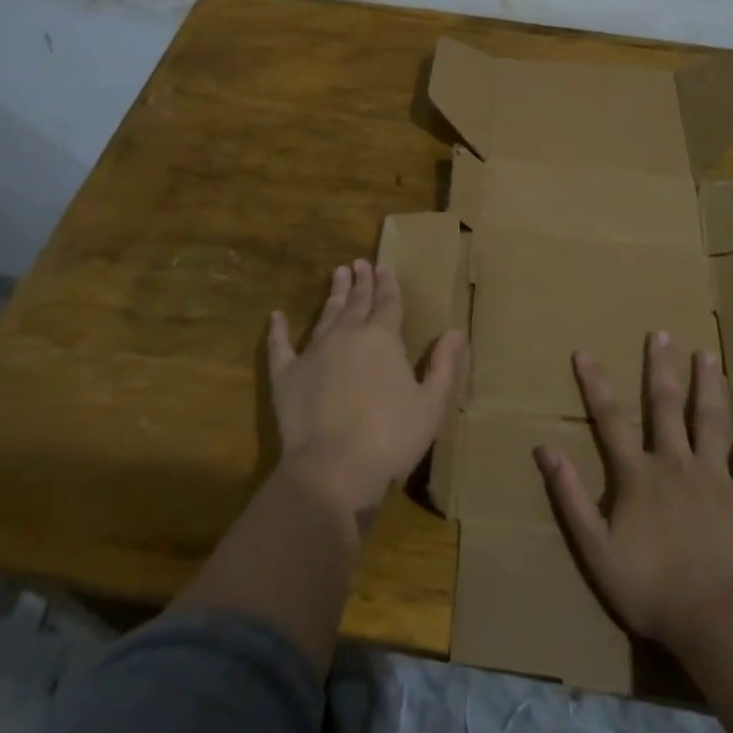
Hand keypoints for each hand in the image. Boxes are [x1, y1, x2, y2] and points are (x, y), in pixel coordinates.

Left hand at [267, 259, 464, 519]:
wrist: (333, 468)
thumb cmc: (391, 438)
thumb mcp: (431, 404)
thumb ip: (445, 365)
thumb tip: (456, 331)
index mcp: (383, 338)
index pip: (388, 303)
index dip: (388, 285)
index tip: (384, 268)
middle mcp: (347, 335)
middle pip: (357, 302)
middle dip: (361, 282)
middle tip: (359, 263)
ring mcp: (314, 352)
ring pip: (326, 315)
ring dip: (333, 294)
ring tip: (337, 274)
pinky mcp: (287, 375)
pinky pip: (280, 345)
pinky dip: (277, 330)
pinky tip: (276, 316)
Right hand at [534, 332, 732, 651]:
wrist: (717, 622)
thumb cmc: (650, 588)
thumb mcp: (594, 547)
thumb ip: (570, 495)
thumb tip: (544, 448)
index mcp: (637, 475)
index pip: (610, 420)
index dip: (595, 385)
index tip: (584, 352)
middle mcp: (676, 464)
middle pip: (666, 407)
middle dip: (660, 368)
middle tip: (661, 333)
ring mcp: (715, 479)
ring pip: (711, 421)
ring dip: (708, 386)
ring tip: (707, 354)